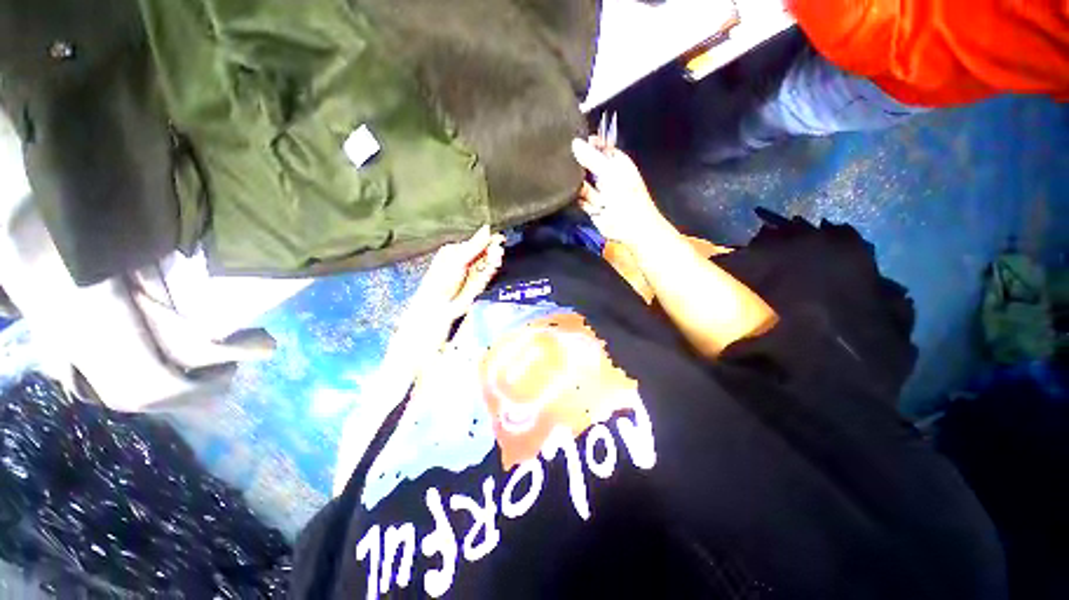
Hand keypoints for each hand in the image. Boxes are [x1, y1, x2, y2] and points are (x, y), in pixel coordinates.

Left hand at [409, 225, 505, 323]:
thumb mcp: (458, 259)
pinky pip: (490, 272)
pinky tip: (494, 266)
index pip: (477, 241)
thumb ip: (475, 245)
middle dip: (493, 250)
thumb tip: (486, 229)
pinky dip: (493, 269)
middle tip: (497, 251)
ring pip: (489, 261)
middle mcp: (465, 259)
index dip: (488, 240)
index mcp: (456, 250)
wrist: (440, 306)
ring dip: (494, 259)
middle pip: (485, 251)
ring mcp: (473, 271)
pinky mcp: (480, 282)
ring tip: (496, 258)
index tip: (498, 238)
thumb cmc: (440, 282)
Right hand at [572, 137, 667, 247]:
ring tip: (565, 178)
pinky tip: (568, 192)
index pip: (599, 146)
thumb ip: (592, 158)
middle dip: (577, 162)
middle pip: (587, 163)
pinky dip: (575, 196)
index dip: (587, 143)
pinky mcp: (591, 206)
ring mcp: (598, 191)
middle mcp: (606, 174)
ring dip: (575, 181)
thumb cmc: (626, 198)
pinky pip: (579, 197)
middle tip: (562, 158)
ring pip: (581, 181)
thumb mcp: (609, 172)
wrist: (629, 228)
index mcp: (616, 162)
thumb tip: (575, 143)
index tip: (570, 140)